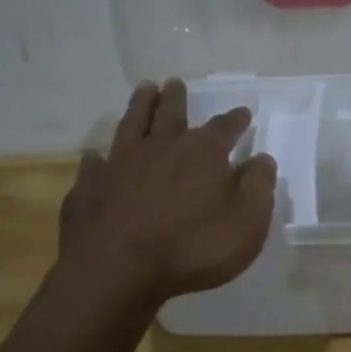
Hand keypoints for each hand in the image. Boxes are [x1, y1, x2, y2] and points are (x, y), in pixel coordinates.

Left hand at [56, 80, 277, 303]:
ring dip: (139, 107)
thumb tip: (261, 159)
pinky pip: (93, 166)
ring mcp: (119, 165)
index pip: (224, 128)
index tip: (242, 112)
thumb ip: (258, 186)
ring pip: (131, 126)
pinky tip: (95, 156)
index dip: (235, 120)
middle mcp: (160, 148)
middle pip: (170, 114)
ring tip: (144, 90)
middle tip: (174, 82)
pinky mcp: (89, 188)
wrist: (117, 269)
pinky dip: (97, 159)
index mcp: (202, 153)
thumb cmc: (193, 246)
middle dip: (175, 98)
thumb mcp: (247, 221)